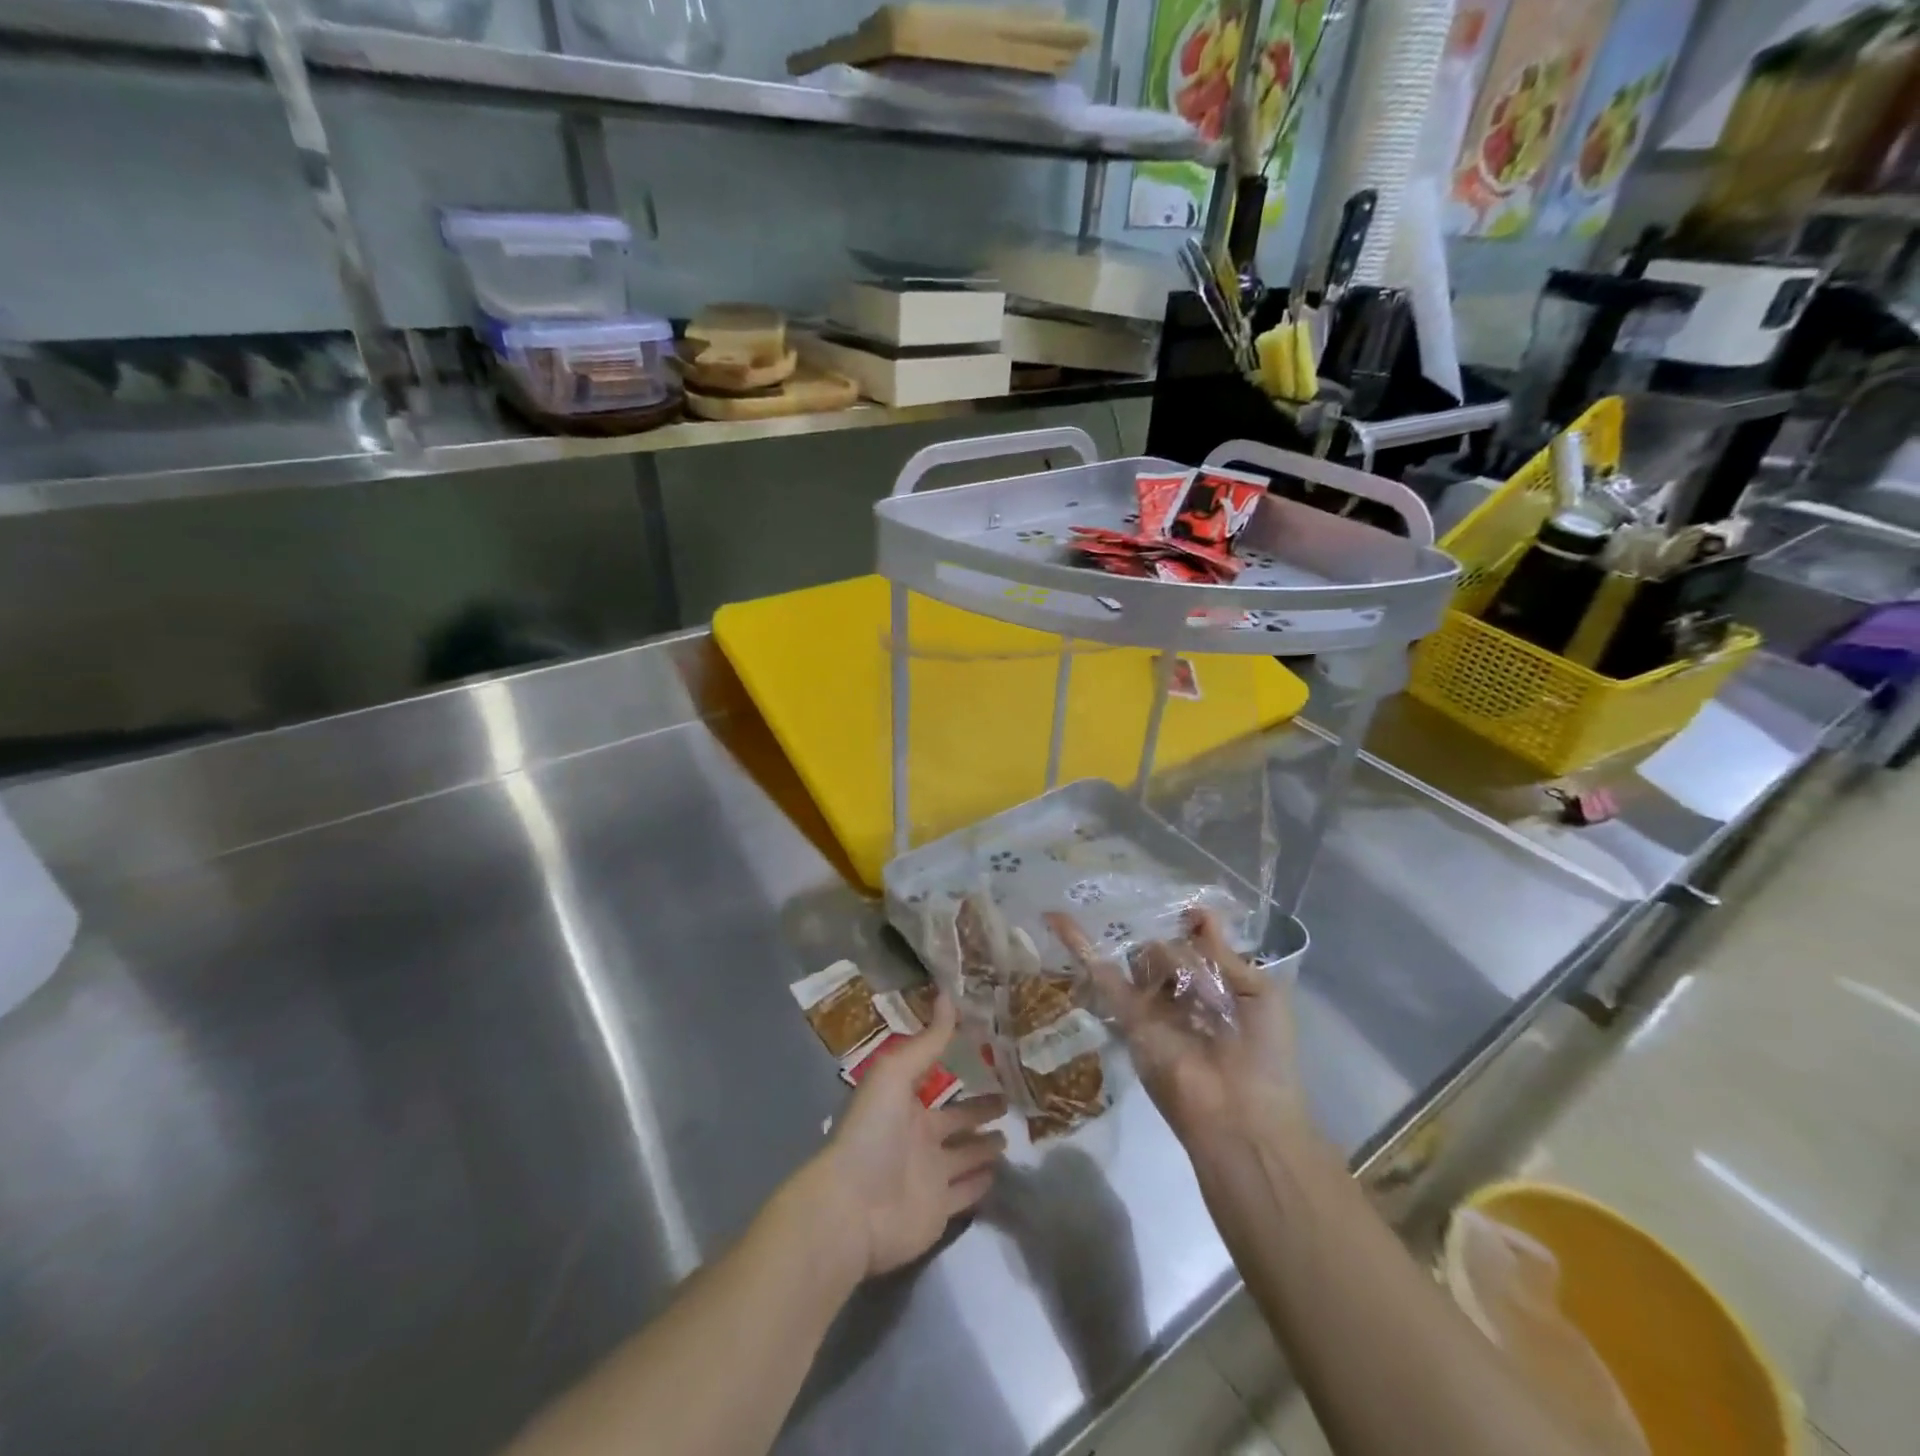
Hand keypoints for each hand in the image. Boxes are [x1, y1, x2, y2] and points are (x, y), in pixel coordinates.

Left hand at [811, 995, 1007, 1277]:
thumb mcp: (896, 1073)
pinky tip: (999, 1174)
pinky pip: (965, 1193)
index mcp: (905, 1104)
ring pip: (964, 1156)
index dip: (960, 1069)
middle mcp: (919, 1138)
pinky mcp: (939, 1211)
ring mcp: (930, 1176)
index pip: (938, 1081)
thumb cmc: (873, 1132)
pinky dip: (981, 1184)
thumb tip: (948, 993)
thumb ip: (927, 1040)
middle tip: (1011, 1098)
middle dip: (980, 1110)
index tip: (989, 1054)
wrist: (853, 1208)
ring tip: (1012, 1136)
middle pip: (956, 1121)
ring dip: (984, 1147)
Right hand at [1047, 908, 1307, 1156]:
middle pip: (1165, 948)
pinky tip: (1058, 917)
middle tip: (1190, 971)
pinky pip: (1103, 976)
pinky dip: (1079, 945)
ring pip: (1140, 958)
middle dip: (1174, 947)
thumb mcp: (1260, 994)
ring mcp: (1151, 1004)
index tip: (1186, 912)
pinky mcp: (1128, 1016)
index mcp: (1216, 987)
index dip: (1190, 925)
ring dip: (1153, 954)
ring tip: (1177, 985)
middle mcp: (1180, 993)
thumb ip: (1225, 954)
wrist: (1243, 1115)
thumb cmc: (1264, 1054)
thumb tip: (1197, 912)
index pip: (1194, 943)